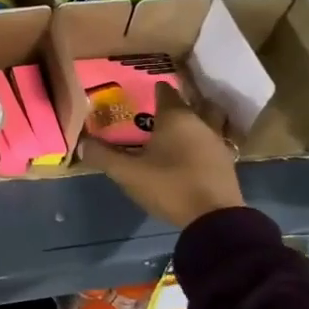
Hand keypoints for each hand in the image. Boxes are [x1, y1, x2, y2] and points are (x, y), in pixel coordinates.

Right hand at [78, 82, 244, 230]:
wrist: (213, 219)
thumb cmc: (169, 186)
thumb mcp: (128, 173)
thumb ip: (104, 156)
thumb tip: (82, 143)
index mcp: (176, 118)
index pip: (166, 92)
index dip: (155, 89)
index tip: (144, 90)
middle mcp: (200, 123)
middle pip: (193, 103)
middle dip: (179, 103)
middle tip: (162, 111)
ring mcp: (217, 142)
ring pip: (209, 121)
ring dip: (197, 121)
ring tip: (180, 130)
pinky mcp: (226, 162)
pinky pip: (214, 141)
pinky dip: (203, 141)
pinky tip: (192, 153)